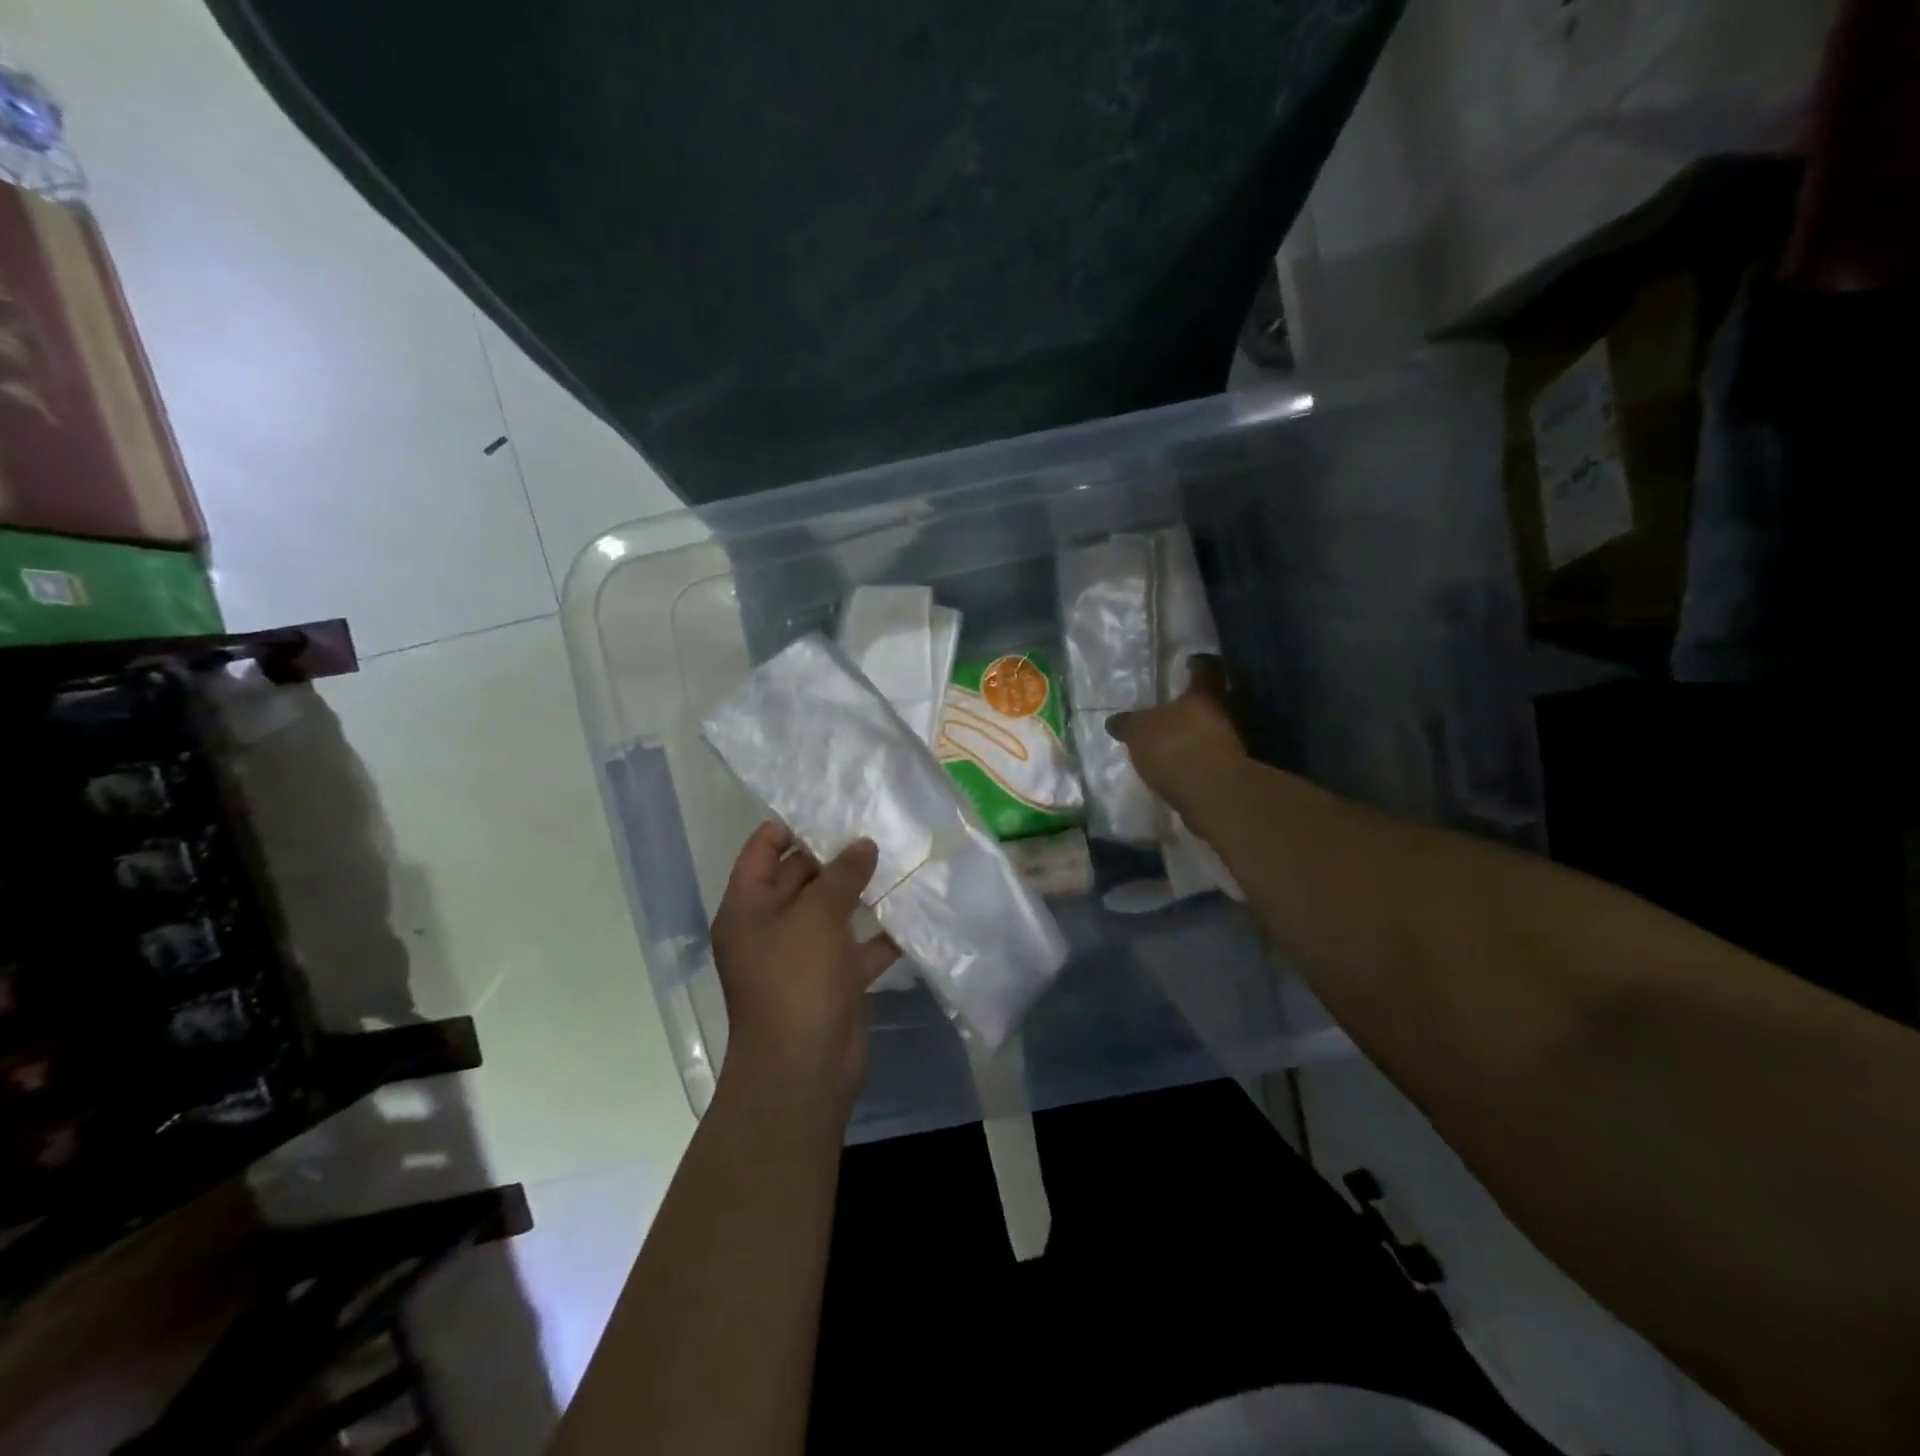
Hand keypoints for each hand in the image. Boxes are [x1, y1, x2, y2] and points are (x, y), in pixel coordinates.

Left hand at [710, 823, 899, 1107]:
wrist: (803, 1069)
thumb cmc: (796, 980)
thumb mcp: (816, 917)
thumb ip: (841, 875)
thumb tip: (863, 845)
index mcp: (748, 906)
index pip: (763, 850)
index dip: (791, 826)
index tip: (833, 808)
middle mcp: (772, 925)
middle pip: (801, 876)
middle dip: (837, 855)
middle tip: (878, 826)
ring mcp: (803, 953)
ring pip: (834, 909)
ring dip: (862, 890)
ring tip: (900, 856)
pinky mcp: (834, 977)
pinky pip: (858, 944)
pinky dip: (882, 931)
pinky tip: (913, 907)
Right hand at [1106, 656, 1246, 809]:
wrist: (1213, 795)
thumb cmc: (1174, 748)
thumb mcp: (1138, 732)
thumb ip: (1128, 724)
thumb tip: (1114, 721)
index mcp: (1203, 694)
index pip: (1206, 668)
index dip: (1198, 663)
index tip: (1190, 662)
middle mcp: (1224, 713)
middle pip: (1213, 700)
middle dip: (1195, 704)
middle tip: (1173, 708)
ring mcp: (1231, 744)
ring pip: (1213, 729)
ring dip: (1196, 733)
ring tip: (1172, 741)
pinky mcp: (1230, 772)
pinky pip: (1211, 757)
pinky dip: (1197, 758)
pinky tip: (1178, 766)